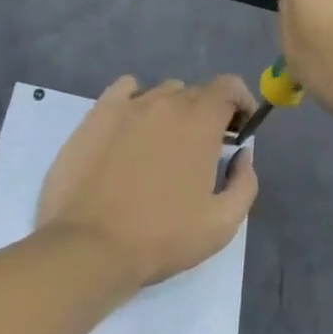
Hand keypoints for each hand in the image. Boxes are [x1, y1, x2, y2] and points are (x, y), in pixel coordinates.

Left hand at [36, 75, 258, 289]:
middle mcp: (167, 102)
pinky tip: (132, 126)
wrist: (88, 247)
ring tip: (164, 144)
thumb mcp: (221, 225)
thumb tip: (242, 155)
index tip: (240, 129)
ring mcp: (129, 104)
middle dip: (208, 114)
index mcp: (200, 121)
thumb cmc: (159, 238)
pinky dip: (136, 100)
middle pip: (196, 92)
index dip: (240, 102)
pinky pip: (125, 90)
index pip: (229, 86)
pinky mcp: (98, 113)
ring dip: (173, 111)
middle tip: (203, 149)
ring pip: (162, 93)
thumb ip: (244, 183)